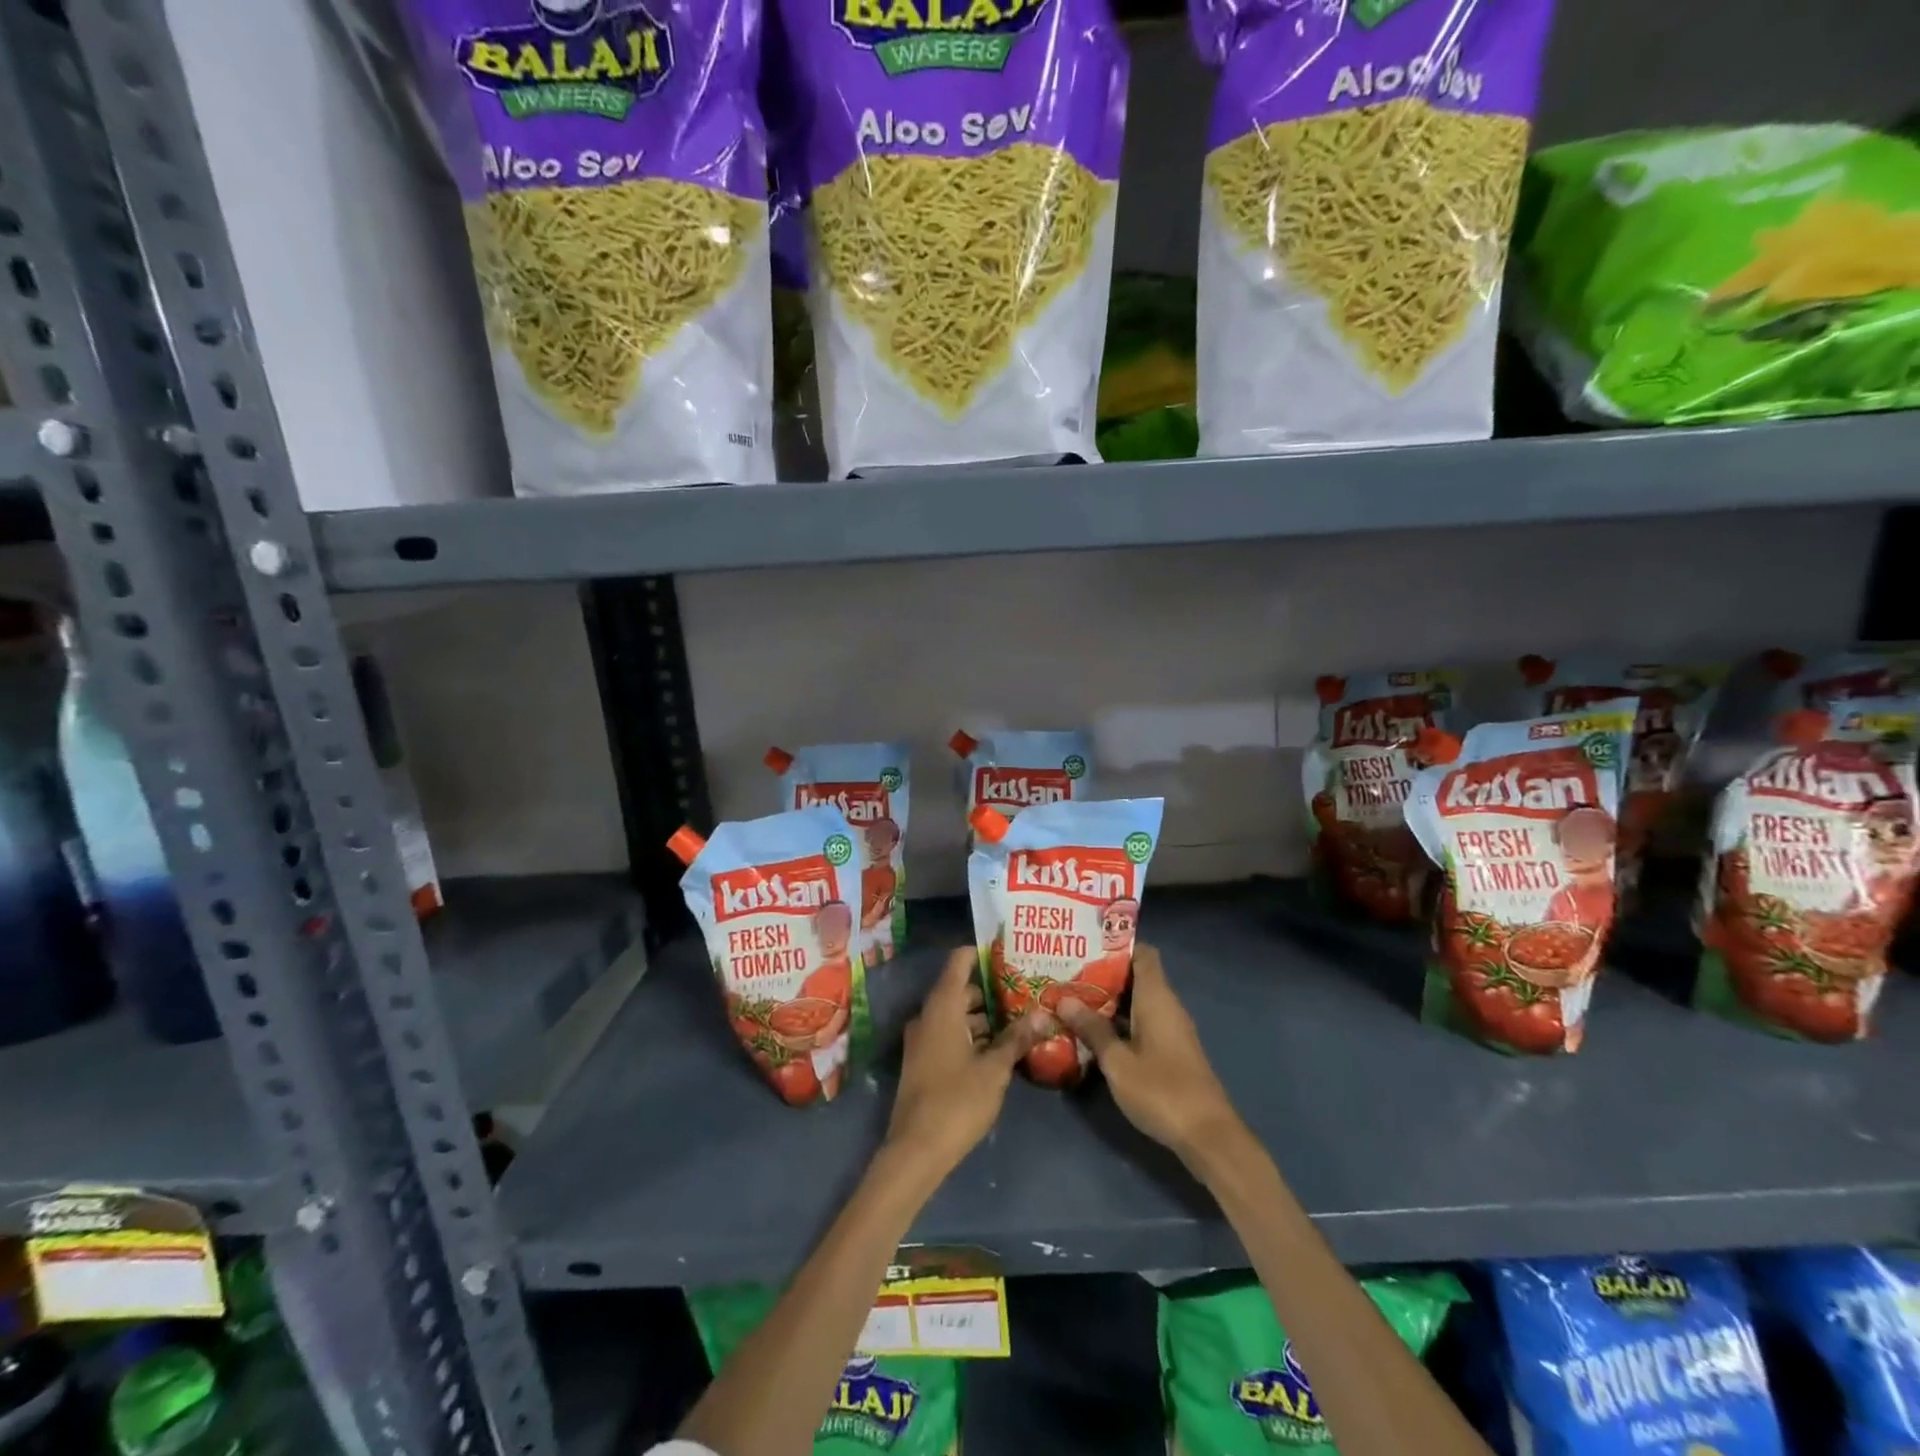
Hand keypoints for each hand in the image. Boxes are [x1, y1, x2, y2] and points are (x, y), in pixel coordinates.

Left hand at [885, 948, 1039, 1180]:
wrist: (915, 1151)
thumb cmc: (956, 1101)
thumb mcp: (994, 1069)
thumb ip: (1017, 1038)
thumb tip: (1043, 1014)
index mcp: (942, 1007)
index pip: (960, 960)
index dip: (983, 952)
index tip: (1011, 951)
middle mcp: (928, 1015)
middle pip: (961, 988)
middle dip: (993, 989)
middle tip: (1028, 990)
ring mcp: (923, 1039)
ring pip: (957, 1014)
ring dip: (985, 1015)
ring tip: (1022, 1018)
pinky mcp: (925, 1061)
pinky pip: (951, 1033)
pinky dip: (973, 1033)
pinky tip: (1001, 1047)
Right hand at [1056, 945, 1249, 1172]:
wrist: (1208, 1136)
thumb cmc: (1162, 1091)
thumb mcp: (1117, 1061)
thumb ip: (1092, 1029)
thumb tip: (1064, 999)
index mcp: (1157, 997)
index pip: (1142, 953)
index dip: (1116, 946)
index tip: (1085, 948)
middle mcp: (1167, 1006)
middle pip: (1136, 976)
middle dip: (1103, 975)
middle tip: (1067, 975)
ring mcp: (1171, 1030)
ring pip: (1138, 1002)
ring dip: (1109, 1001)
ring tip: (1072, 1000)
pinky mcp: (1172, 1051)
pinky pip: (1143, 1022)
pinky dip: (1121, 1021)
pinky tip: (1095, 1033)